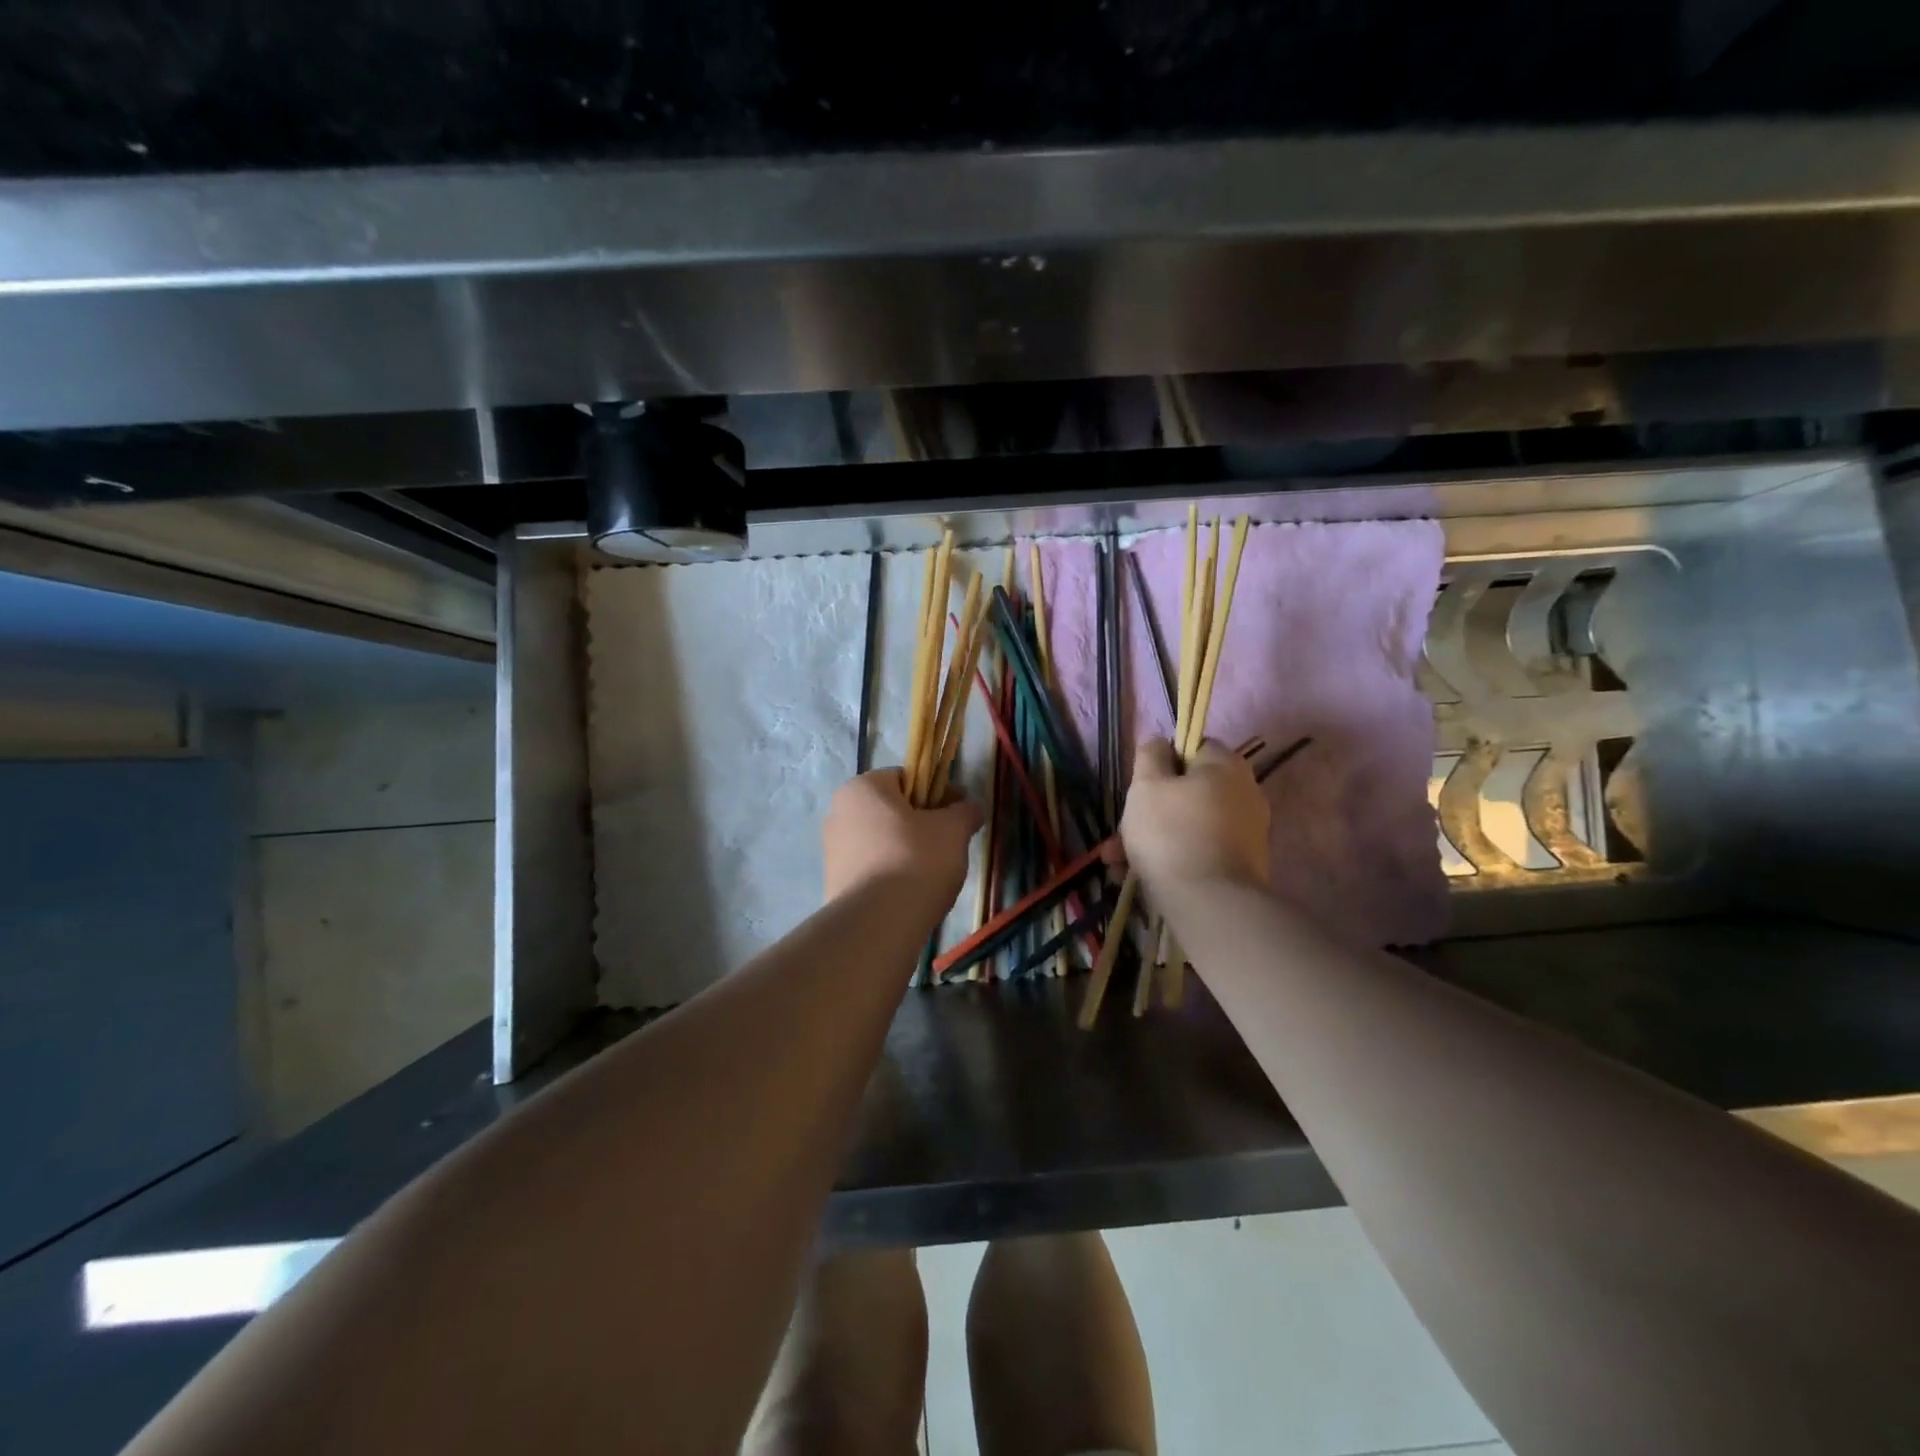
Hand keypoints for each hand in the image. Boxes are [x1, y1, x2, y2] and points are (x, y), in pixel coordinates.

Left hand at [823, 769, 981, 905]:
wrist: (878, 923)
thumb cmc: (916, 860)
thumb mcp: (953, 830)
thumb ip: (965, 811)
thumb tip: (971, 807)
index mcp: (862, 788)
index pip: (906, 778)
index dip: (937, 793)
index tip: (958, 815)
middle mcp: (839, 812)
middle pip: (892, 810)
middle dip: (921, 823)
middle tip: (949, 845)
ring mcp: (832, 849)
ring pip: (882, 840)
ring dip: (907, 849)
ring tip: (932, 874)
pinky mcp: (834, 882)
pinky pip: (872, 867)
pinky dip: (892, 873)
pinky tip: (910, 892)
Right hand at [1119, 738, 1270, 894]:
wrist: (1211, 904)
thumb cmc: (1171, 834)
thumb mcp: (1146, 785)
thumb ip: (1150, 755)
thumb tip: (1160, 743)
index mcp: (1226, 765)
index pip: (1193, 747)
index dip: (1162, 763)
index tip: (1140, 786)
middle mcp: (1245, 792)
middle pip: (1188, 790)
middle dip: (1150, 810)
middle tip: (1120, 833)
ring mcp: (1248, 831)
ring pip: (1188, 824)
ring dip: (1153, 839)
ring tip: (1119, 863)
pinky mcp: (1244, 864)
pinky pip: (1200, 850)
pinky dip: (1174, 858)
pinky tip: (1142, 877)